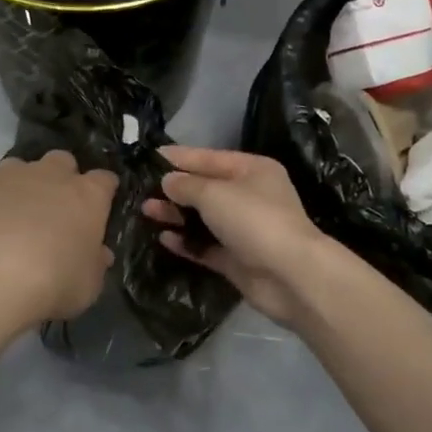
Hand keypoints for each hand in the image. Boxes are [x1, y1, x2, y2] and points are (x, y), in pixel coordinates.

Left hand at [0, 151, 117, 328]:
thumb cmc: (50, 282)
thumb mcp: (86, 286)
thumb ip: (93, 265)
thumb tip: (99, 255)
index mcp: (87, 196)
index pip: (104, 181)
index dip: (101, 193)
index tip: (97, 209)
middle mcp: (50, 174)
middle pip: (61, 162)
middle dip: (58, 179)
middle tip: (49, 212)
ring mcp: (7, 173)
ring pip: (17, 168)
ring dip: (16, 186)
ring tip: (3, 220)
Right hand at [141, 146, 328, 326]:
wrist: (290, 275)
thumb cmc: (254, 220)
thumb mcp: (214, 193)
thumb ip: (187, 185)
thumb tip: (169, 181)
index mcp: (252, 170)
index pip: (210, 158)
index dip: (180, 157)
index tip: (150, 157)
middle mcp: (250, 196)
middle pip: (206, 188)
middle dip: (175, 188)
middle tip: (141, 189)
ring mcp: (245, 230)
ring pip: (204, 218)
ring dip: (177, 215)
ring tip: (146, 212)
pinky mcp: (238, 259)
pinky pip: (207, 246)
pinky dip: (187, 242)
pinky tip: (164, 239)